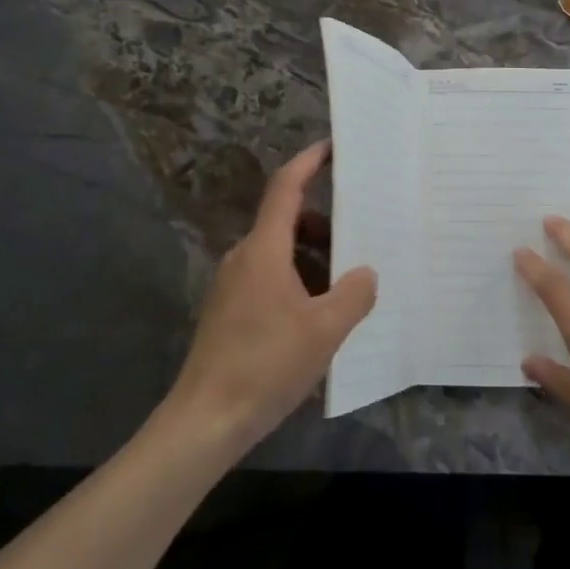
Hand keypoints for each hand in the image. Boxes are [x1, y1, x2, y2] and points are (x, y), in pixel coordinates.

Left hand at [167, 139, 376, 455]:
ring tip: (343, 285)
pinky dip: (296, 279)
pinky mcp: (228, 310)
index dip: (309, 161)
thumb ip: (353, 295)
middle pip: (286, 220)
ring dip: (312, 257)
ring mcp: (232, 284)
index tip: (333, 146)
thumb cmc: (265, 365)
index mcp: (265, 249)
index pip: (286, 187)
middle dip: (323, 223)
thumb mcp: (324, 331)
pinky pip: (268, 276)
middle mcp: (244, 256)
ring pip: (279, 252)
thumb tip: (366, 272)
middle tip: (359, 235)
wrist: (204, 422)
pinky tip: (316, 316)